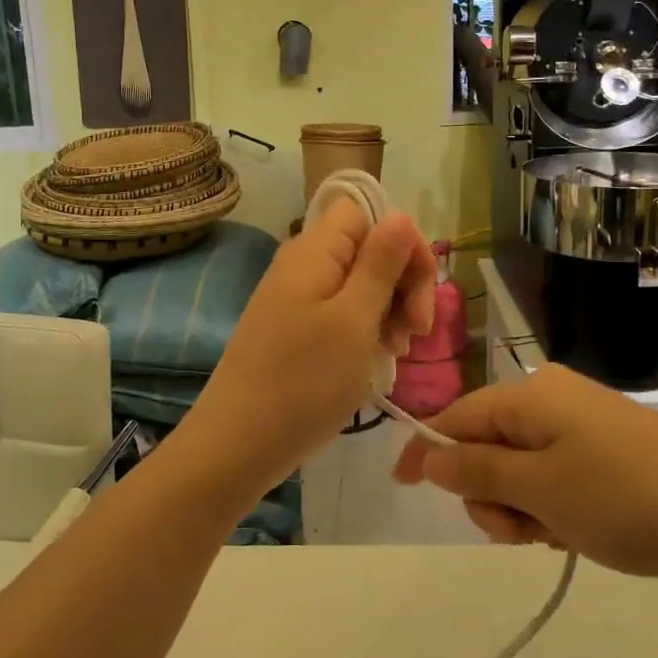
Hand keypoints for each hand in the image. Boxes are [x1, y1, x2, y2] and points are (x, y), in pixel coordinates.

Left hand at [190, 198, 436, 494]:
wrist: (238, 444)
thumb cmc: (303, 381)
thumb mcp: (353, 321)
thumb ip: (380, 264)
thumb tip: (401, 216)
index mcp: (315, 251)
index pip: (368, 213)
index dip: (403, 243)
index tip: (420, 293)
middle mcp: (304, 265)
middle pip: (368, 248)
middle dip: (402, 283)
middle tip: (416, 333)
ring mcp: (297, 298)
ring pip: (360, 284)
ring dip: (389, 311)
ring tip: (396, 353)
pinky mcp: (295, 329)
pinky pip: (342, 313)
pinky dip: (366, 331)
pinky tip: (376, 361)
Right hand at [393, 363, 657, 601]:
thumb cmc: (624, 499)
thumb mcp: (540, 489)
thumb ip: (477, 471)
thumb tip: (427, 454)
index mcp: (531, 393)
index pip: (457, 416)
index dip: (426, 451)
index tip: (403, 488)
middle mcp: (553, 399)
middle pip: (487, 445)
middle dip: (489, 493)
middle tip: (517, 530)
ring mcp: (583, 427)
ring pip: (520, 469)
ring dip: (522, 507)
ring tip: (555, 536)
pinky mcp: (607, 454)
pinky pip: (555, 477)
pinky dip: (551, 507)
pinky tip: (576, 534)